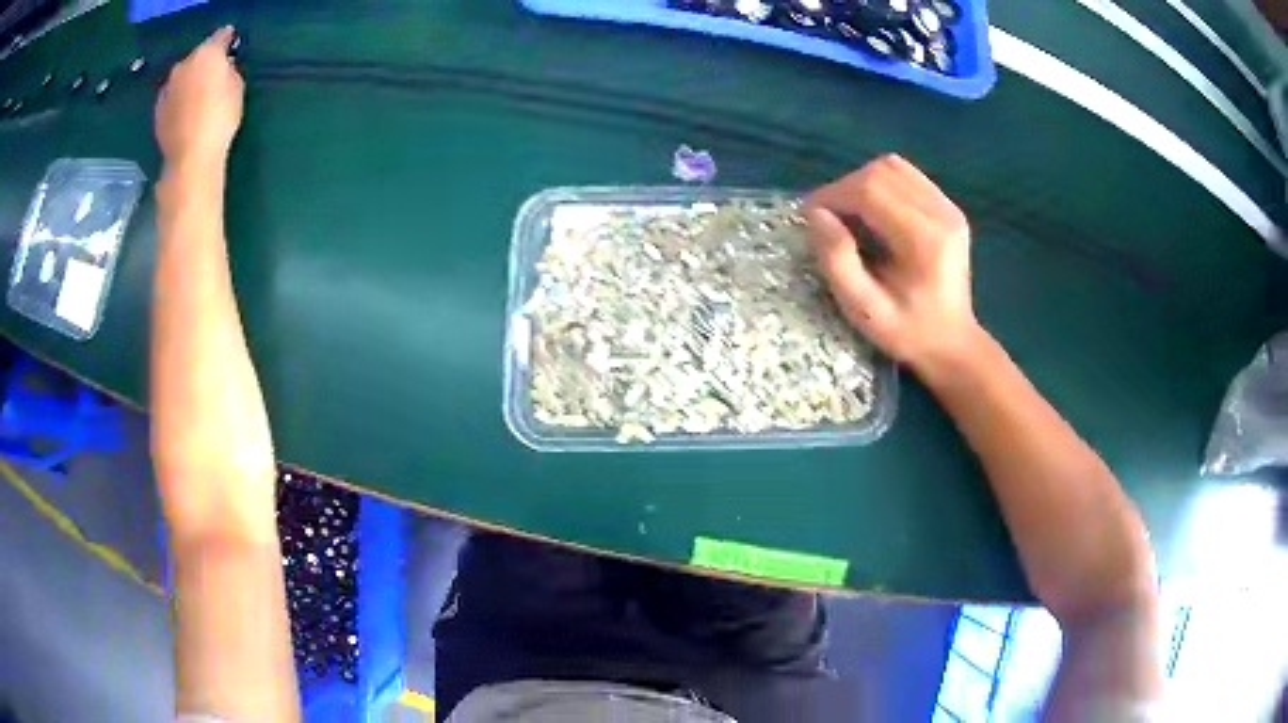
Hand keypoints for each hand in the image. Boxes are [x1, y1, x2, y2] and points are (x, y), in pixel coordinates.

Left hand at [155, 27, 243, 173]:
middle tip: (213, 74)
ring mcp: (168, 86)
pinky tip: (185, 108)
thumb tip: (222, 68)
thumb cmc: (220, 118)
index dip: (228, 38)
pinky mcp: (158, 108)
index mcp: (207, 53)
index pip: (221, 35)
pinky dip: (178, 97)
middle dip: (205, 62)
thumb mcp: (237, 87)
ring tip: (197, 93)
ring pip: (182, 75)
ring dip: (189, 79)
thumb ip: (228, 71)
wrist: (190, 156)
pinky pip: (172, 94)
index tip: (231, 42)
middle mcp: (184, 63)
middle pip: (198, 56)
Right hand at [806, 154, 980, 372]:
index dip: (833, 195)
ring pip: (893, 167)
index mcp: (924, 239)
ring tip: (849, 214)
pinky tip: (873, 212)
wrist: (952, 343)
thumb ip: (837, 261)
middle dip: (844, 188)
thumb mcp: (864, 309)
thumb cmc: (907, 332)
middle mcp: (941, 213)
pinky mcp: (948, 207)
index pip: (870, 189)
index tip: (810, 217)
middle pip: (881, 172)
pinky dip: (880, 185)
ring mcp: (948, 207)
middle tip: (827, 219)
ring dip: (861, 183)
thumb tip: (816, 215)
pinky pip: (906, 176)